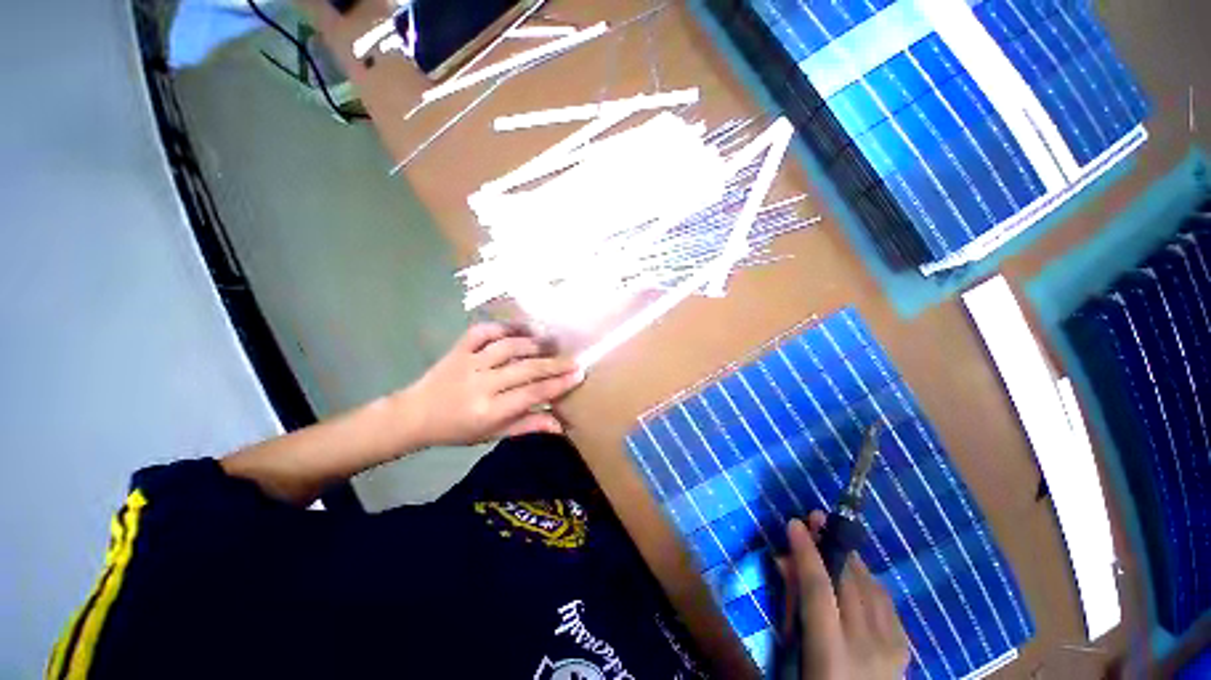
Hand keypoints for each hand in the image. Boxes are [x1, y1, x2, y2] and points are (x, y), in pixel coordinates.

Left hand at [402, 323, 582, 447]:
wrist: (415, 415)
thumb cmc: (458, 429)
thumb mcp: (493, 434)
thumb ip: (527, 426)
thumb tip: (561, 425)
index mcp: (488, 411)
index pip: (531, 394)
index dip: (558, 385)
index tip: (579, 375)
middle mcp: (480, 384)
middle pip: (525, 369)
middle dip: (554, 364)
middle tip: (574, 360)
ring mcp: (468, 362)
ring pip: (508, 346)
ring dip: (534, 343)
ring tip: (553, 343)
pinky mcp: (458, 348)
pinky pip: (483, 331)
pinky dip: (503, 326)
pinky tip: (521, 329)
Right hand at [780, 511, 909, 679]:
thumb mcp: (796, 653)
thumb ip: (791, 606)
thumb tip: (783, 560)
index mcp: (832, 653)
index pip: (818, 589)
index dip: (806, 552)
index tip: (794, 523)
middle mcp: (867, 646)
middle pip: (848, 581)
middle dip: (830, 544)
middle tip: (814, 519)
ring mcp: (892, 647)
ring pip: (871, 586)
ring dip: (849, 558)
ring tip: (833, 539)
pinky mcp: (905, 646)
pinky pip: (885, 600)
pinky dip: (867, 580)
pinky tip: (856, 574)